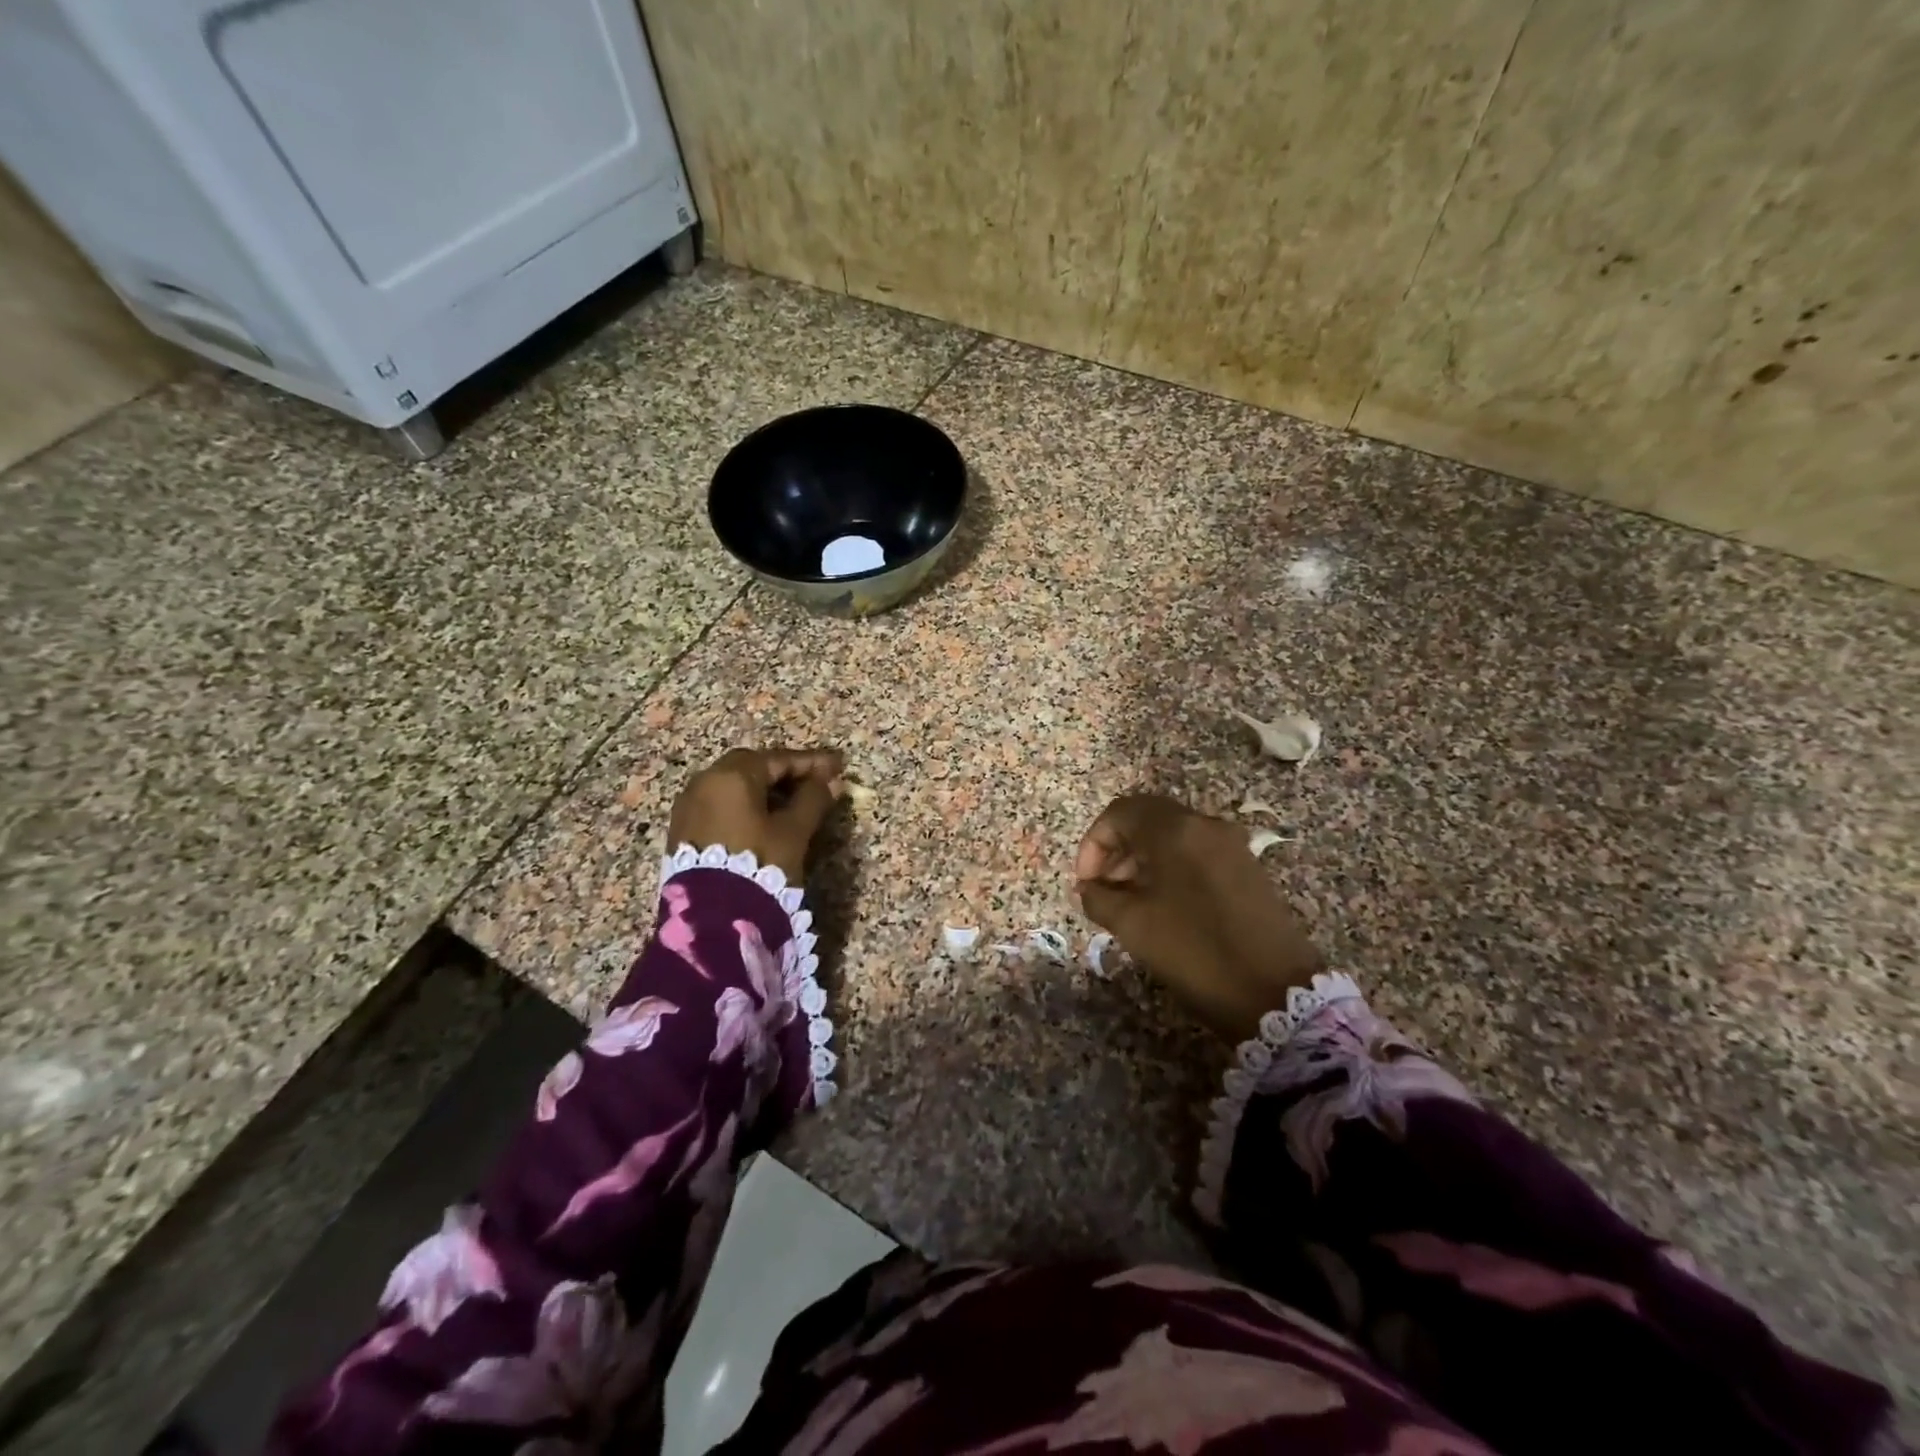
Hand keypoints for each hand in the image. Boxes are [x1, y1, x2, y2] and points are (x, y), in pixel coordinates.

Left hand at [667, 747, 845, 880]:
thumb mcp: (793, 831)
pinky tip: (765, 821)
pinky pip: (720, 805)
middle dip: (785, 773)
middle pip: (751, 767)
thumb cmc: (759, 864)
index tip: (837, 765)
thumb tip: (831, 780)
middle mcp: (704, 782)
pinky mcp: (683, 831)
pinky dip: (745, 806)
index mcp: (731, 776)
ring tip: (794, 803)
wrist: (711, 919)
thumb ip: (813, 800)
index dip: (811, 762)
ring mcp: (688, 807)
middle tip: (814, 782)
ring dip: (764, 790)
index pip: (778, 759)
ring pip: (734, 787)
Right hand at [1074, 794, 1324, 1043]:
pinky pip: (1196, 852)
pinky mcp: (1247, 867)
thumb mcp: (1133, 925)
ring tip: (1127, 900)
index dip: (1093, 844)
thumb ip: (1099, 897)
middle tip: (1101, 888)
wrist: (1277, 993)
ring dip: (1141, 858)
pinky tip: (1162, 905)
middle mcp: (1205, 825)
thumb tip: (1089, 888)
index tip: (1085, 883)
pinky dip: (1169, 867)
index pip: (1119, 813)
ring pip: (1172, 835)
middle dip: (1116, 848)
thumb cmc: (1195, 951)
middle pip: (1147, 818)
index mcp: (1175, 829)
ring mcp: (1231, 845)